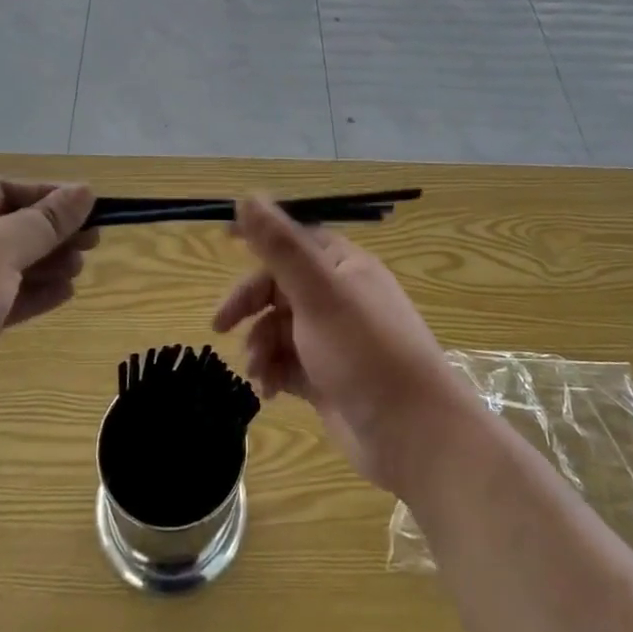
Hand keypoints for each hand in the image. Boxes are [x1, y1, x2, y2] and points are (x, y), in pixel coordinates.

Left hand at [0, 177, 96, 437]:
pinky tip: (64, 294)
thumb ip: (47, 220)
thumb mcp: (2, 247)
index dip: (47, 196)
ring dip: (44, 264)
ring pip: (2, 264)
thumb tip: (86, 190)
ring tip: (80, 269)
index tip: (88, 207)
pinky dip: (28, 294)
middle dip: (49, 235)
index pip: (1, 188)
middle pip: (4, 226)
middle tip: (92, 242)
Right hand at [213, 197, 473, 493]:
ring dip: (260, 345)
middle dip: (250, 304)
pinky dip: (273, 373)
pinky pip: (288, 364)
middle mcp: (339, 298)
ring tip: (256, 371)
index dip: (261, 240)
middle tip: (219, 325)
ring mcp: (334, 341)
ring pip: (280, 329)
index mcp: (344, 267)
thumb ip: (280, 246)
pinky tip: (268, 392)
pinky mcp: (328, 378)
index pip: (294, 241)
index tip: (224, 242)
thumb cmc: (365, 352)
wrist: (413, 436)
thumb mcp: (318, 293)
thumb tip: (247, 196)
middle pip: (281, 287)